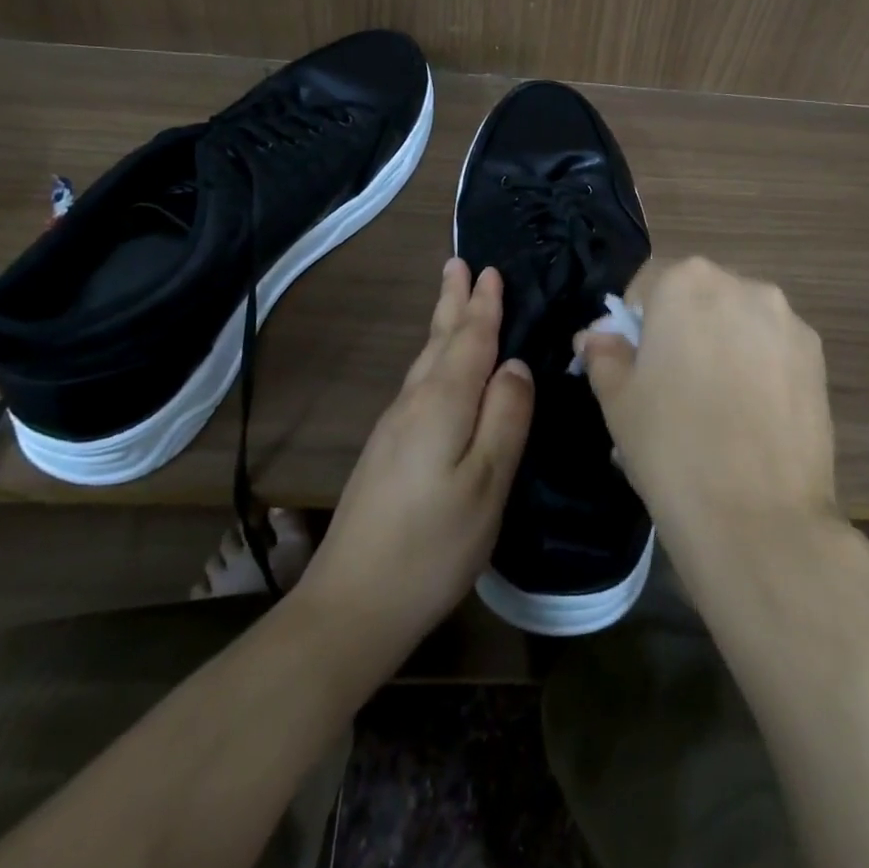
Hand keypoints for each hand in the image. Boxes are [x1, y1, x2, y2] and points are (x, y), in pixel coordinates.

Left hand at [296, 259, 533, 657]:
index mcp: (443, 404)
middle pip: (440, 340)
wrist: (352, 603)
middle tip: (459, 264)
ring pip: (426, 359)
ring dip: (442, 325)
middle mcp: (414, 403)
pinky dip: (435, 357)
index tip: (490, 270)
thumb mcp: (487, 483)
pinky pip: (419, 382)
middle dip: (453, 302)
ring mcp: (395, 426)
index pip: (470, 340)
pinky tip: (438, 367)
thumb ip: (505, 418)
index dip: (483, 306)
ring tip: (451, 298)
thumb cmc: (433, 545)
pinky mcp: (387, 450)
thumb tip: (515, 366)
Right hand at [577, 256, 837, 549]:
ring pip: (738, 322)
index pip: (648, 287)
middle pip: (698, 298)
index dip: (634, 326)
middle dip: (681, 331)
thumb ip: (604, 354)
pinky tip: (750, 417)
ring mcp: (788, 321)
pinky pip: (772, 350)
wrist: (759, 519)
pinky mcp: (818, 358)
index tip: (633, 367)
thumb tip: (599, 336)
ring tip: (716, 407)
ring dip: (722, 346)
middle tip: (671, 388)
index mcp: (687, 282)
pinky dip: (757, 368)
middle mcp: (743, 285)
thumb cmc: (671, 446)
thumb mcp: (618, 399)